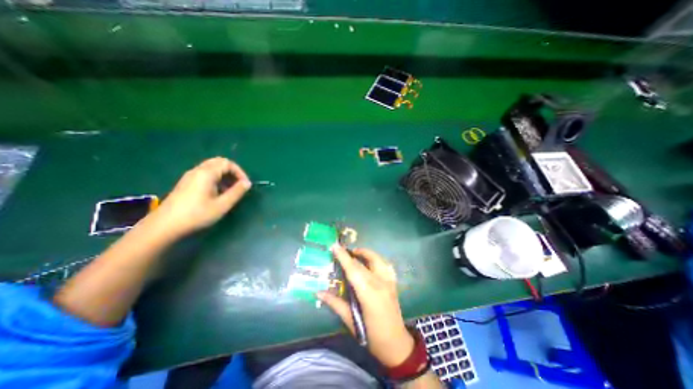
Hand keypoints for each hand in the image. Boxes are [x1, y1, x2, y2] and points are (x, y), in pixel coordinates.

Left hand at [153, 156, 252, 235]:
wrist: (165, 225)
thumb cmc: (197, 214)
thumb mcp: (222, 205)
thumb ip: (237, 192)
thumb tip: (247, 183)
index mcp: (207, 173)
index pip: (228, 163)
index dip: (239, 172)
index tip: (245, 185)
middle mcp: (197, 171)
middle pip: (219, 162)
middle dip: (232, 172)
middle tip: (238, 185)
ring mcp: (190, 176)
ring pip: (212, 168)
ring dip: (224, 176)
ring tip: (229, 191)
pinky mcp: (186, 183)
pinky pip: (205, 174)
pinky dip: (216, 179)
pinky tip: (217, 193)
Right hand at [317, 246, 413, 367]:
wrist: (396, 344)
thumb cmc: (371, 335)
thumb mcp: (350, 321)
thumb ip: (335, 304)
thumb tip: (318, 292)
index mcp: (369, 294)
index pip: (353, 270)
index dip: (343, 257)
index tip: (335, 246)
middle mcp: (380, 283)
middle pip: (364, 263)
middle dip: (351, 253)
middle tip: (341, 249)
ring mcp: (389, 281)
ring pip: (377, 259)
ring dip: (365, 253)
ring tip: (355, 253)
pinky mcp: (394, 282)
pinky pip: (385, 264)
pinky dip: (376, 259)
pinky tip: (369, 262)